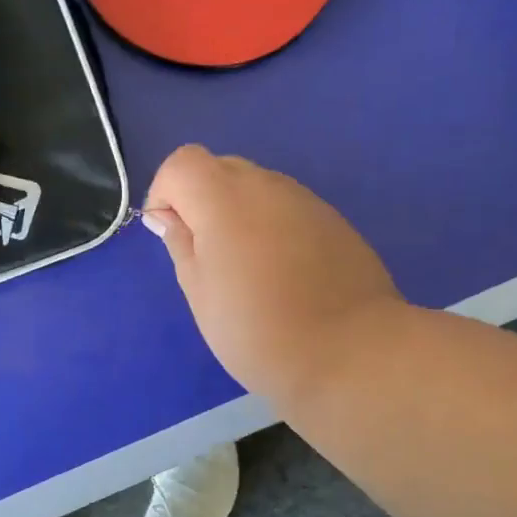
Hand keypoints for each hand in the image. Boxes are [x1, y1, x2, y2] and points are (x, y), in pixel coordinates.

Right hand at [143, 145, 402, 402]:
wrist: (351, 354)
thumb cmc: (258, 331)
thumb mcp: (201, 293)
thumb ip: (180, 244)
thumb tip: (168, 217)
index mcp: (224, 198)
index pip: (181, 162)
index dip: (165, 193)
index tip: (170, 235)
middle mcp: (266, 185)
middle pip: (219, 169)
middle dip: (201, 201)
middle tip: (207, 256)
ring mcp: (305, 199)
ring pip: (256, 188)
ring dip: (239, 214)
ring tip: (248, 270)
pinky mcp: (334, 220)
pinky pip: (287, 209)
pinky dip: (272, 227)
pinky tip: (284, 274)